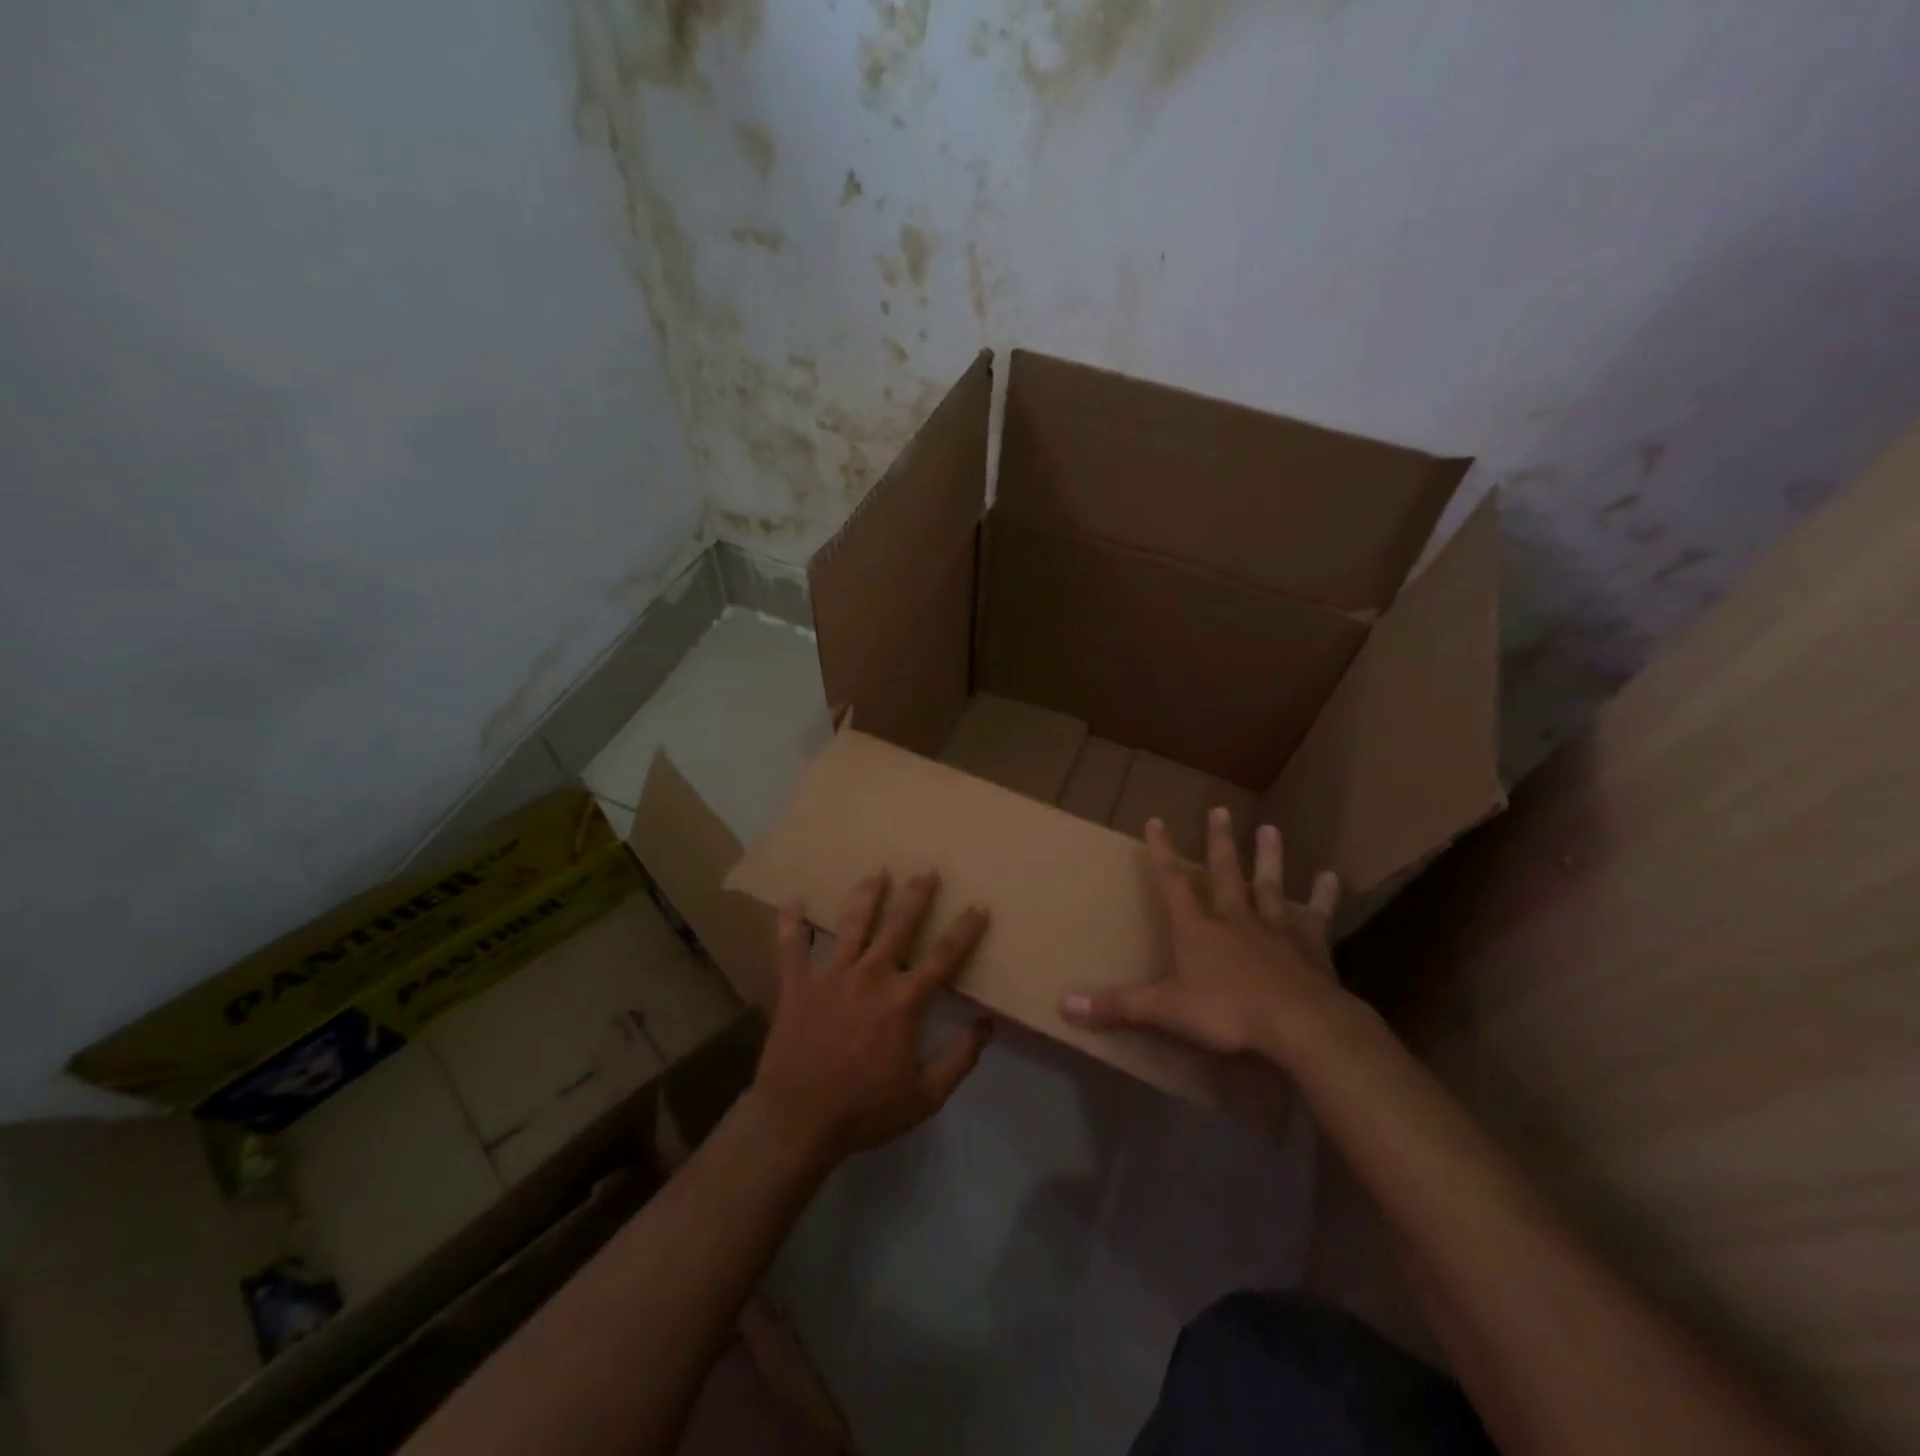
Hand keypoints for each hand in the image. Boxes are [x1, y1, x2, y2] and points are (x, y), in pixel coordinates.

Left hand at [748, 870, 992, 1167]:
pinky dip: (791, 923)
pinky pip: (792, 947)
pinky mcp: (797, 985)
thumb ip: (960, 1059)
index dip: (965, 930)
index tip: (978, 906)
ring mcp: (831, 976)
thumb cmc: (865, 1110)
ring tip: (877, 873)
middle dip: (916, 896)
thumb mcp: (926, 1096)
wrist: (798, 1121)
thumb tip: (987, 1024)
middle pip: (899, 926)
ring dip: (867, 896)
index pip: (944, 957)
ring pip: (852, 924)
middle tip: (927, 870)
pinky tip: (792, 901)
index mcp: (904, 1000)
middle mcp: (871, 976)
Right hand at [1061, 809, 1349, 1063]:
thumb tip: (1064, 1006)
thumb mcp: (1165, 1011)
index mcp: (1198, 928)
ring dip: (1270, 857)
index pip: (1173, 882)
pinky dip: (1324, 897)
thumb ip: (1118, 1007)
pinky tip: (1332, 877)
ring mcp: (1276, 930)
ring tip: (1271, 829)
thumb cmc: (1227, 1013)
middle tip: (1220, 809)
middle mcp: (1235, 919)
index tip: (1156, 820)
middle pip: (1225, 872)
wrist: (1300, 1026)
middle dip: (1219, 842)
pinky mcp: (1312, 948)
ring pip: (1270, 885)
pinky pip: (1317, 917)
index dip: (1162, 852)